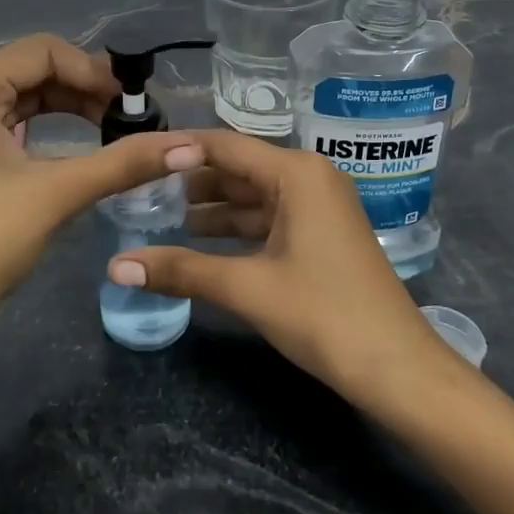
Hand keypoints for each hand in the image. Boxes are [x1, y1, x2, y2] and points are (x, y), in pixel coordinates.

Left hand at [0, 35, 203, 337]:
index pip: (43, 51)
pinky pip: (7, 122)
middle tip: (131, 119)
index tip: (135, 103)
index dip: (94, 71)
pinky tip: (77, 146)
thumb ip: (124, 161)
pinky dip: (45, 128)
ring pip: (21, 96)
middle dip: (84, 90)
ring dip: (68, 108)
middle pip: (32, 69)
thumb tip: (191, 144)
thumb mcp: (57, 193)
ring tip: (113, 131)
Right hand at [104, 131, 460, 406]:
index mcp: (297, 173)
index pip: (225, 147)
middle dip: (190, 182)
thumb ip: (182, 270)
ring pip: (253, 197)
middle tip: (138, 192)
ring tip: (158, 217)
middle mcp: (310, 178)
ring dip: (211, 208)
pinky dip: (236, 228)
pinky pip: (269, 219)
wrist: (397, 367)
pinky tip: (200, 242)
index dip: (178, 152)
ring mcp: (319, 207)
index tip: (134, 160)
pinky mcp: (321, 235)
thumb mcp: (248, 288)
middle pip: (238, 169)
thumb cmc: (324, 314)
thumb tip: (116, 267)